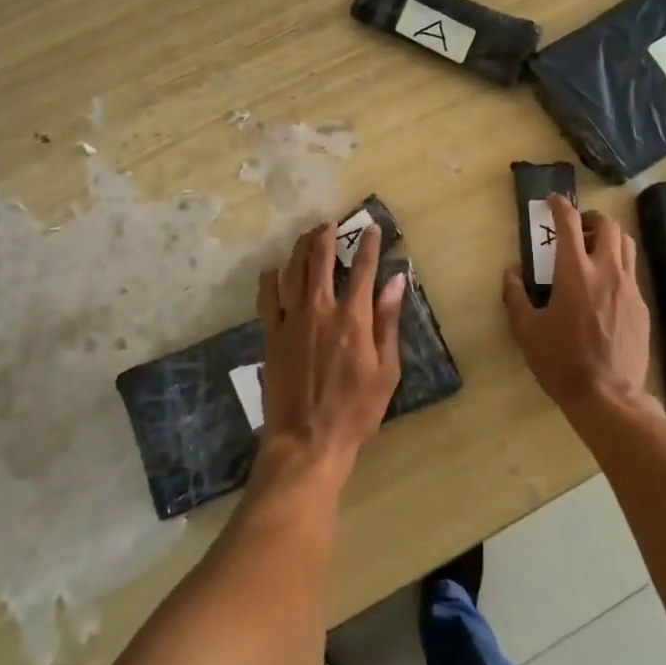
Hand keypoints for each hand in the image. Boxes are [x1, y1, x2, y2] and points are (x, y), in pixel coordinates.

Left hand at [255, 221, 405, 484]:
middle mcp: (320, 309)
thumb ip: (388, 321)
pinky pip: (267, 298)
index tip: (372, 228)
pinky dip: (270, 279)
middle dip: (327, 236)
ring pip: (293, 271)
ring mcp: (291, 320)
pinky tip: (272, 269)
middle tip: (330, 223)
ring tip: (308, 235)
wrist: (306, 441)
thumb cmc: (356, 410)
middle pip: (321, 260)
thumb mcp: (386, 370)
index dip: (369, 245)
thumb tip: (397, 280)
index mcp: (353, 318)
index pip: (363, 269)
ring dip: (301, 248)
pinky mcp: (271, 335)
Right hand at [503, 195, 653, 414]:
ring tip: (594, 250)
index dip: (560, 205)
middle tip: (577, 228)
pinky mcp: (641, 306)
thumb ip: (515, 295)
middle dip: (591, 218)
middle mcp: (606, 271)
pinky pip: (632, 272)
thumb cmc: (560, 361)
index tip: (552, 200)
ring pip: (626, 244)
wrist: (607, 395)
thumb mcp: (526, 330)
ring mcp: (629, 287)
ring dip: (609, 237)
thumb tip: (511, 272)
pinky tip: (605, 286)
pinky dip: (618, 265)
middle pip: (608, 225)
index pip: (568, 223)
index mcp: (574, 272)